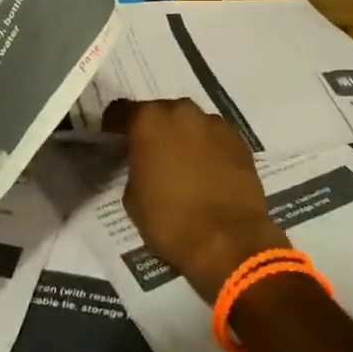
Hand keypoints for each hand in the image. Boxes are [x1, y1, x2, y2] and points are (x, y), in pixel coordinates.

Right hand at [104, 98, 287, 302]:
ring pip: (190, 124)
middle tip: (150, 155)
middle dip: (153, 130)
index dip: (114, 126)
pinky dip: (207, 149)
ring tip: (182, 166)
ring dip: (182, 138)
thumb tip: (143, 163)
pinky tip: (207, 173)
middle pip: (160, 113)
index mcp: (149, 121)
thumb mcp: (133, 198)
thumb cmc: (170, 221)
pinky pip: (214, 138)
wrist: (229, 241)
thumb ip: (134, 167)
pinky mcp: (239, 141)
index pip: (120, 111)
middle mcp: (182, 112)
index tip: (113, 141)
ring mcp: (215, 124)